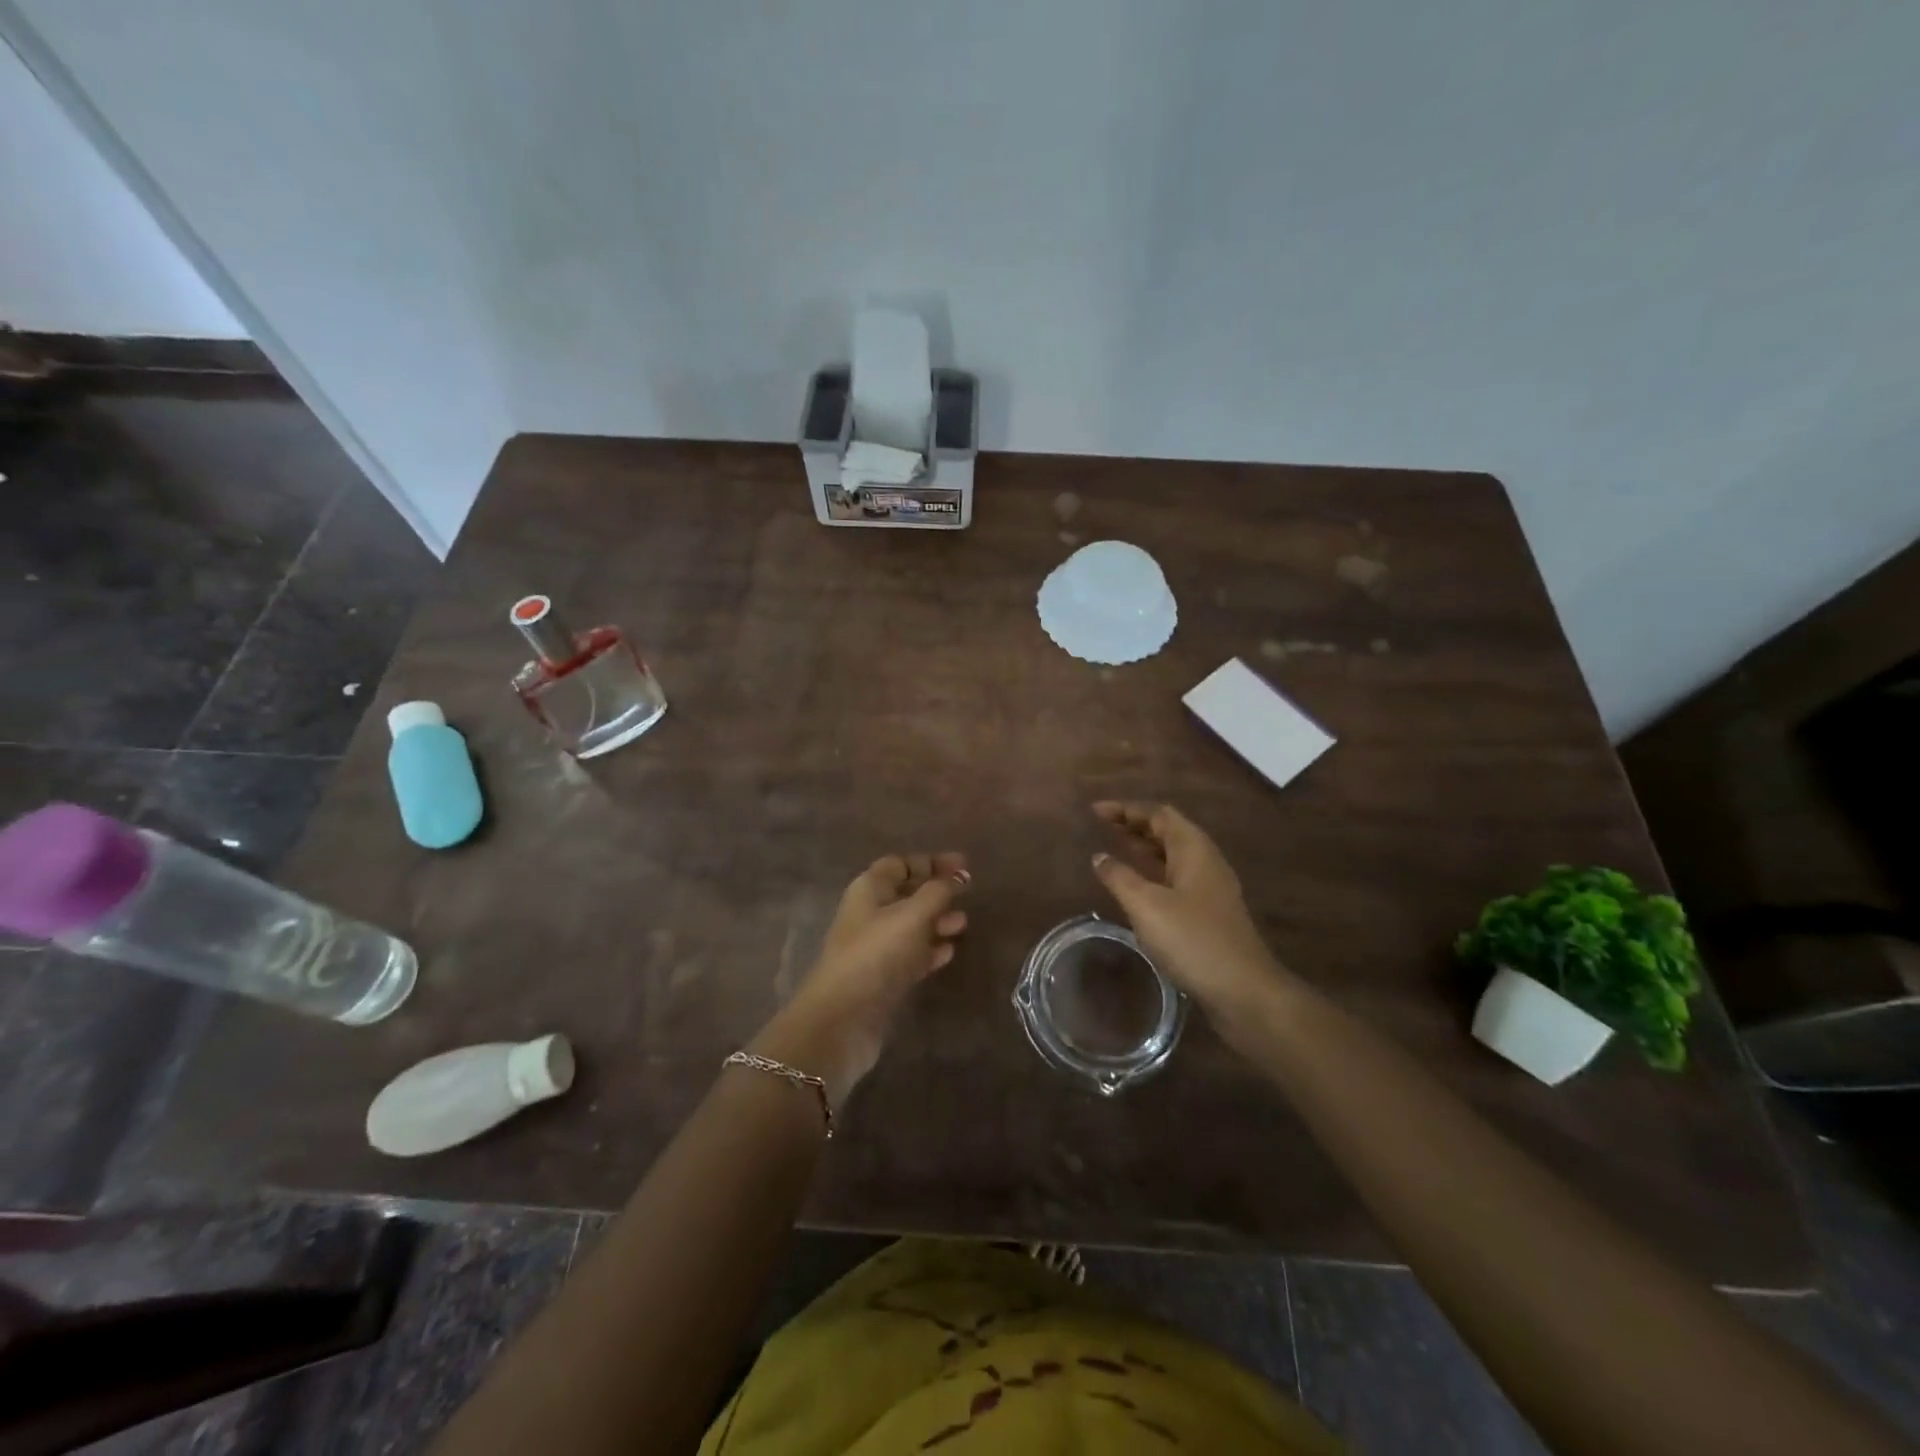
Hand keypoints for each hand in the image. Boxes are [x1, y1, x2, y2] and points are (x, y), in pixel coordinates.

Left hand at [750, 853, 968, 1105]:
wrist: (843, 1018)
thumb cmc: (877, 953)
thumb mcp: (912, 915)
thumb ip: (938, 892)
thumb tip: (956, 878)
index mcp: (869, 889)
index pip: (900, 864)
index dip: (930, 862)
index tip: (962, 865)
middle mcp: (869, 914)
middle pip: (906, 893)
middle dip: (936, 891)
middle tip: (968, 893)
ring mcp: (875, 947)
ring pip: (911, 925)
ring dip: (937, 921)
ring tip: (963, 924)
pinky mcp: (883, 977)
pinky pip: (911, 955)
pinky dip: (930, 950)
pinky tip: (949, 952)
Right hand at [1091, 802, 1287, 1021]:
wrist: (1243, 990)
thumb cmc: (1192, 940)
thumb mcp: (1146, 905)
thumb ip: (1119, 877)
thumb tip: (1099, 856)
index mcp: (1193, 849)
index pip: (1158, 813)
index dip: (1126, 809)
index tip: (1095, 811)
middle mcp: (1205, 860)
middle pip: (1167, 830)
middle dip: (1134, 824)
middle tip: (1101, 826)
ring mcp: (1210, 887)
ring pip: (1172, 854)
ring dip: (1143, 847)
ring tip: (1114, 847)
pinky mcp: (1209, 911)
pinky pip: (1176, 876)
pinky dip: (1153, 870)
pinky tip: (1138, 885)